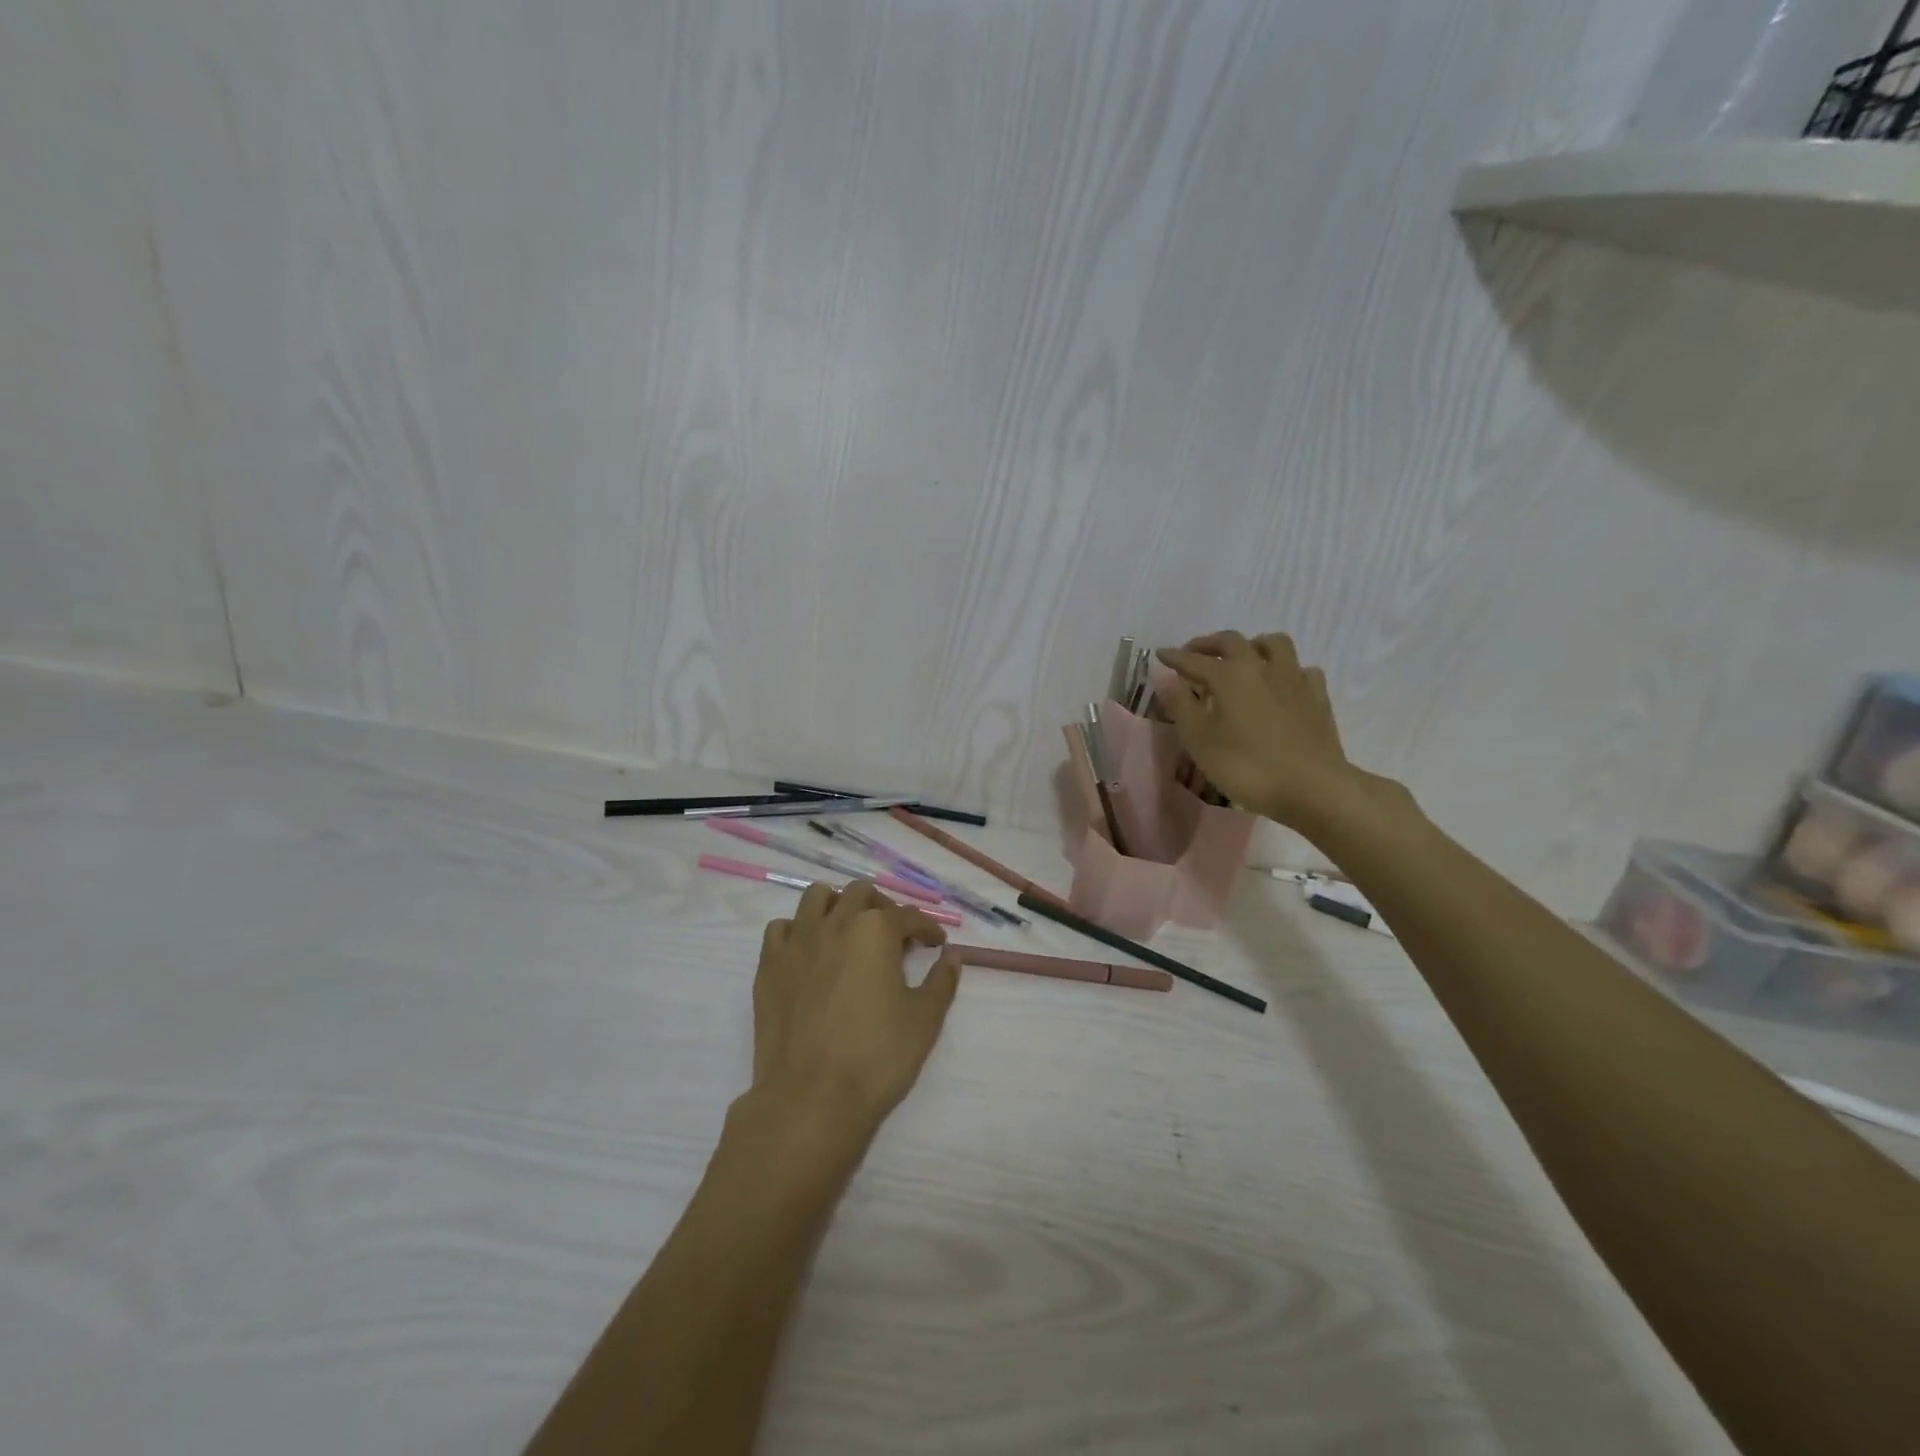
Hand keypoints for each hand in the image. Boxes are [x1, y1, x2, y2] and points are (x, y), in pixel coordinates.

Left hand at [747, 880, 960, 1139]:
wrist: (811, 1099)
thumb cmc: (876, 1057)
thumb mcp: (924, 1020)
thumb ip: (941, 981)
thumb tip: (952, 957)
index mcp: (875, 931)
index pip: (908, 916)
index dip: (926, 928)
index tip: (935, 944)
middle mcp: (834, 923)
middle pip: (860, 893)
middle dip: (883, 907)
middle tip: (894, 936)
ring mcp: (797, 942)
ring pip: (816, 897)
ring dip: (837, 905)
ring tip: (848, 931)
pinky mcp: (768, 965)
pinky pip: (781, 928)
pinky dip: (797, 930)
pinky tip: (809, 952)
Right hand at [1157, 631, 1353, 831]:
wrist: (1312, 787)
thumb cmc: (1246, 766)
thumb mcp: (1200, 741)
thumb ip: (1181, 706)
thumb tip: (1167, 681)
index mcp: (1229, 675)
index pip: (1194, 660)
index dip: (1174, 657)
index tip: (1160, 653)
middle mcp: (1260, 667)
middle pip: (1232, 642)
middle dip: (1208, 644)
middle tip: (1194, 652)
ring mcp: (1293, 679)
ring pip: (1273, 644)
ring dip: (1252, 645)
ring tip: (1242, 657)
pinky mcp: (1317, 696)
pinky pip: (1301, 669)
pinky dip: (1286, 669)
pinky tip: (1281, 683)